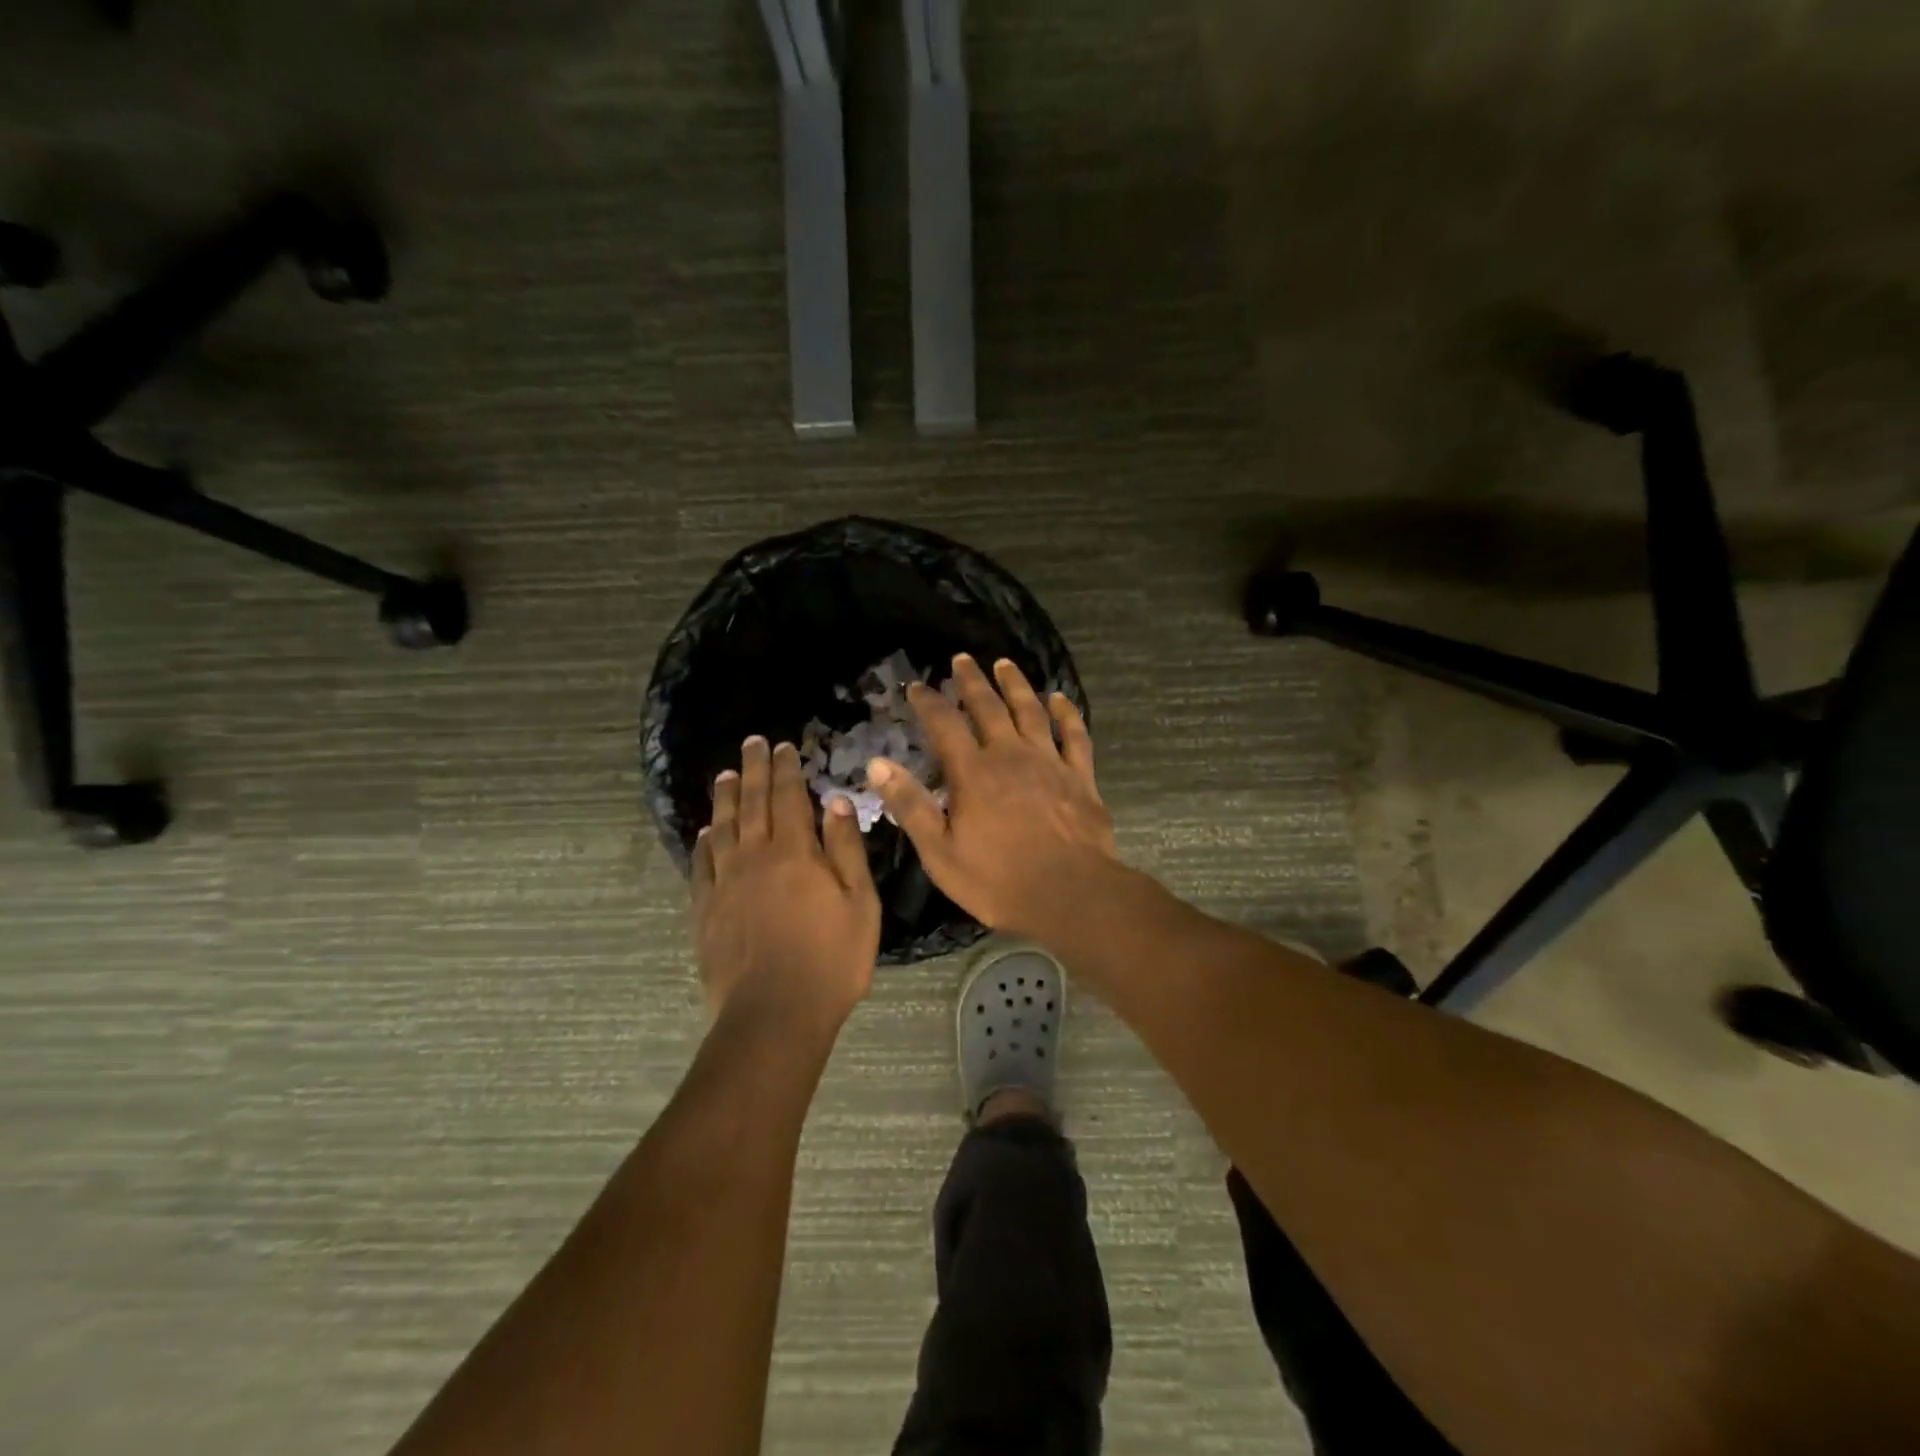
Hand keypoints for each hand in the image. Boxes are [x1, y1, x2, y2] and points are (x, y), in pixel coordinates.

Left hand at [692, 737, 881, 1028]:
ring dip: (726, 798)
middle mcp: (755, 857)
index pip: (789, 798)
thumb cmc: (831, 960)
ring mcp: (726, 884)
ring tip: (725, 776)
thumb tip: (835, 802)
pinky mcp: (706, 910)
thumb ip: (845, 850)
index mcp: (795, 853)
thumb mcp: (859, 904)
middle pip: (753, 804)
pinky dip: (704, 843)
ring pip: (723, 828)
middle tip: (751, 743)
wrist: (774, 1014)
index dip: (786, 770)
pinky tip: (706, 833)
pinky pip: (702, 865)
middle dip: (754, 770)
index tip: (783, 746)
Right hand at [868, 655, 1117, 936]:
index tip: (917, 686)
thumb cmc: (998, 880)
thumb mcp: (940, 851)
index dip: (929, 702)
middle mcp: (1010, 755)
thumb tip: (877, 764)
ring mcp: (1049, 762)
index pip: (945, 725)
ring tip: (1005, 664)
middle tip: (962, 659)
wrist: (1070, 894)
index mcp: (973, 773)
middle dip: (972, 681)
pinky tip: (1059, 698)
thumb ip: (910, 805)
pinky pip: (1074, 734)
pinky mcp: (1080, 776)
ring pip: (1030, 711)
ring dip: (1016, 685)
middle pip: (988, 707)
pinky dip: (1066, 713)